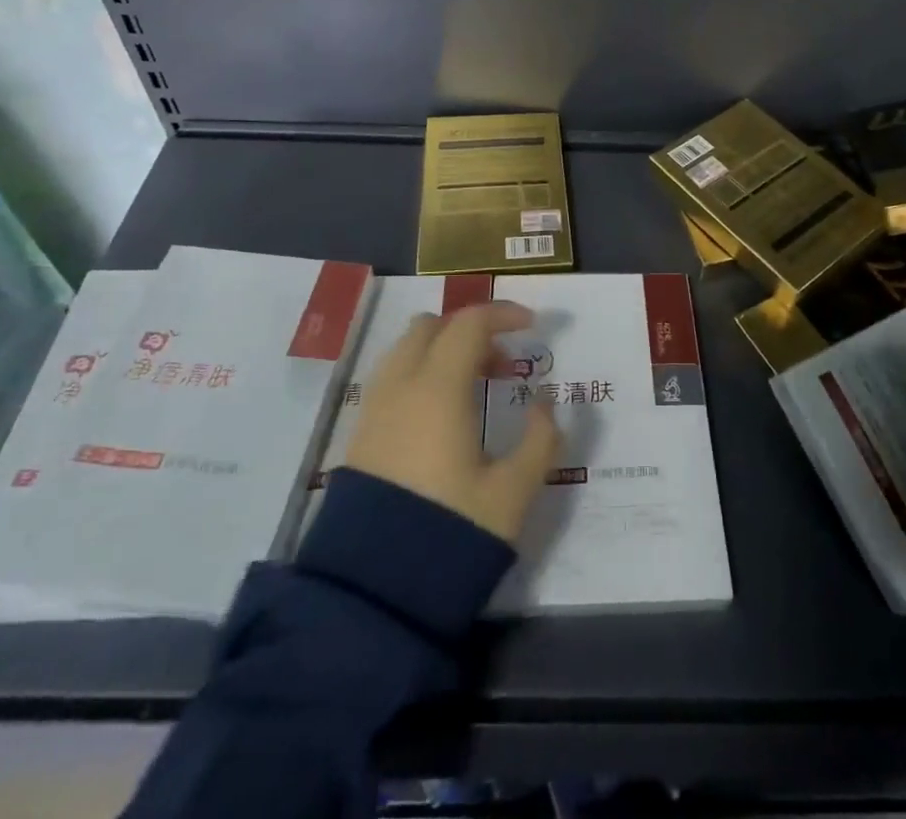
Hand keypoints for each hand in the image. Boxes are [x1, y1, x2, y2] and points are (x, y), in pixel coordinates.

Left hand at [341, 300, 560, 544]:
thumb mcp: (513, 492)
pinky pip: (391, 378)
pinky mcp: (359, 434)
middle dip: (470, 330)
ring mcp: (375, 408)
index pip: (469, 324)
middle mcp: (401, 385)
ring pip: (406, 349)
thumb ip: (541, 440)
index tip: (532, 325)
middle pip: (432, 326)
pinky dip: (419, 373)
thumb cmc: (451, 531)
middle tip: (502, 362)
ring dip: (442, 350)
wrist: (373, 591)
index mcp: (439, 388)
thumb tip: (546, 404)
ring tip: (473, 387)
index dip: (503, 314)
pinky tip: (440, 415)